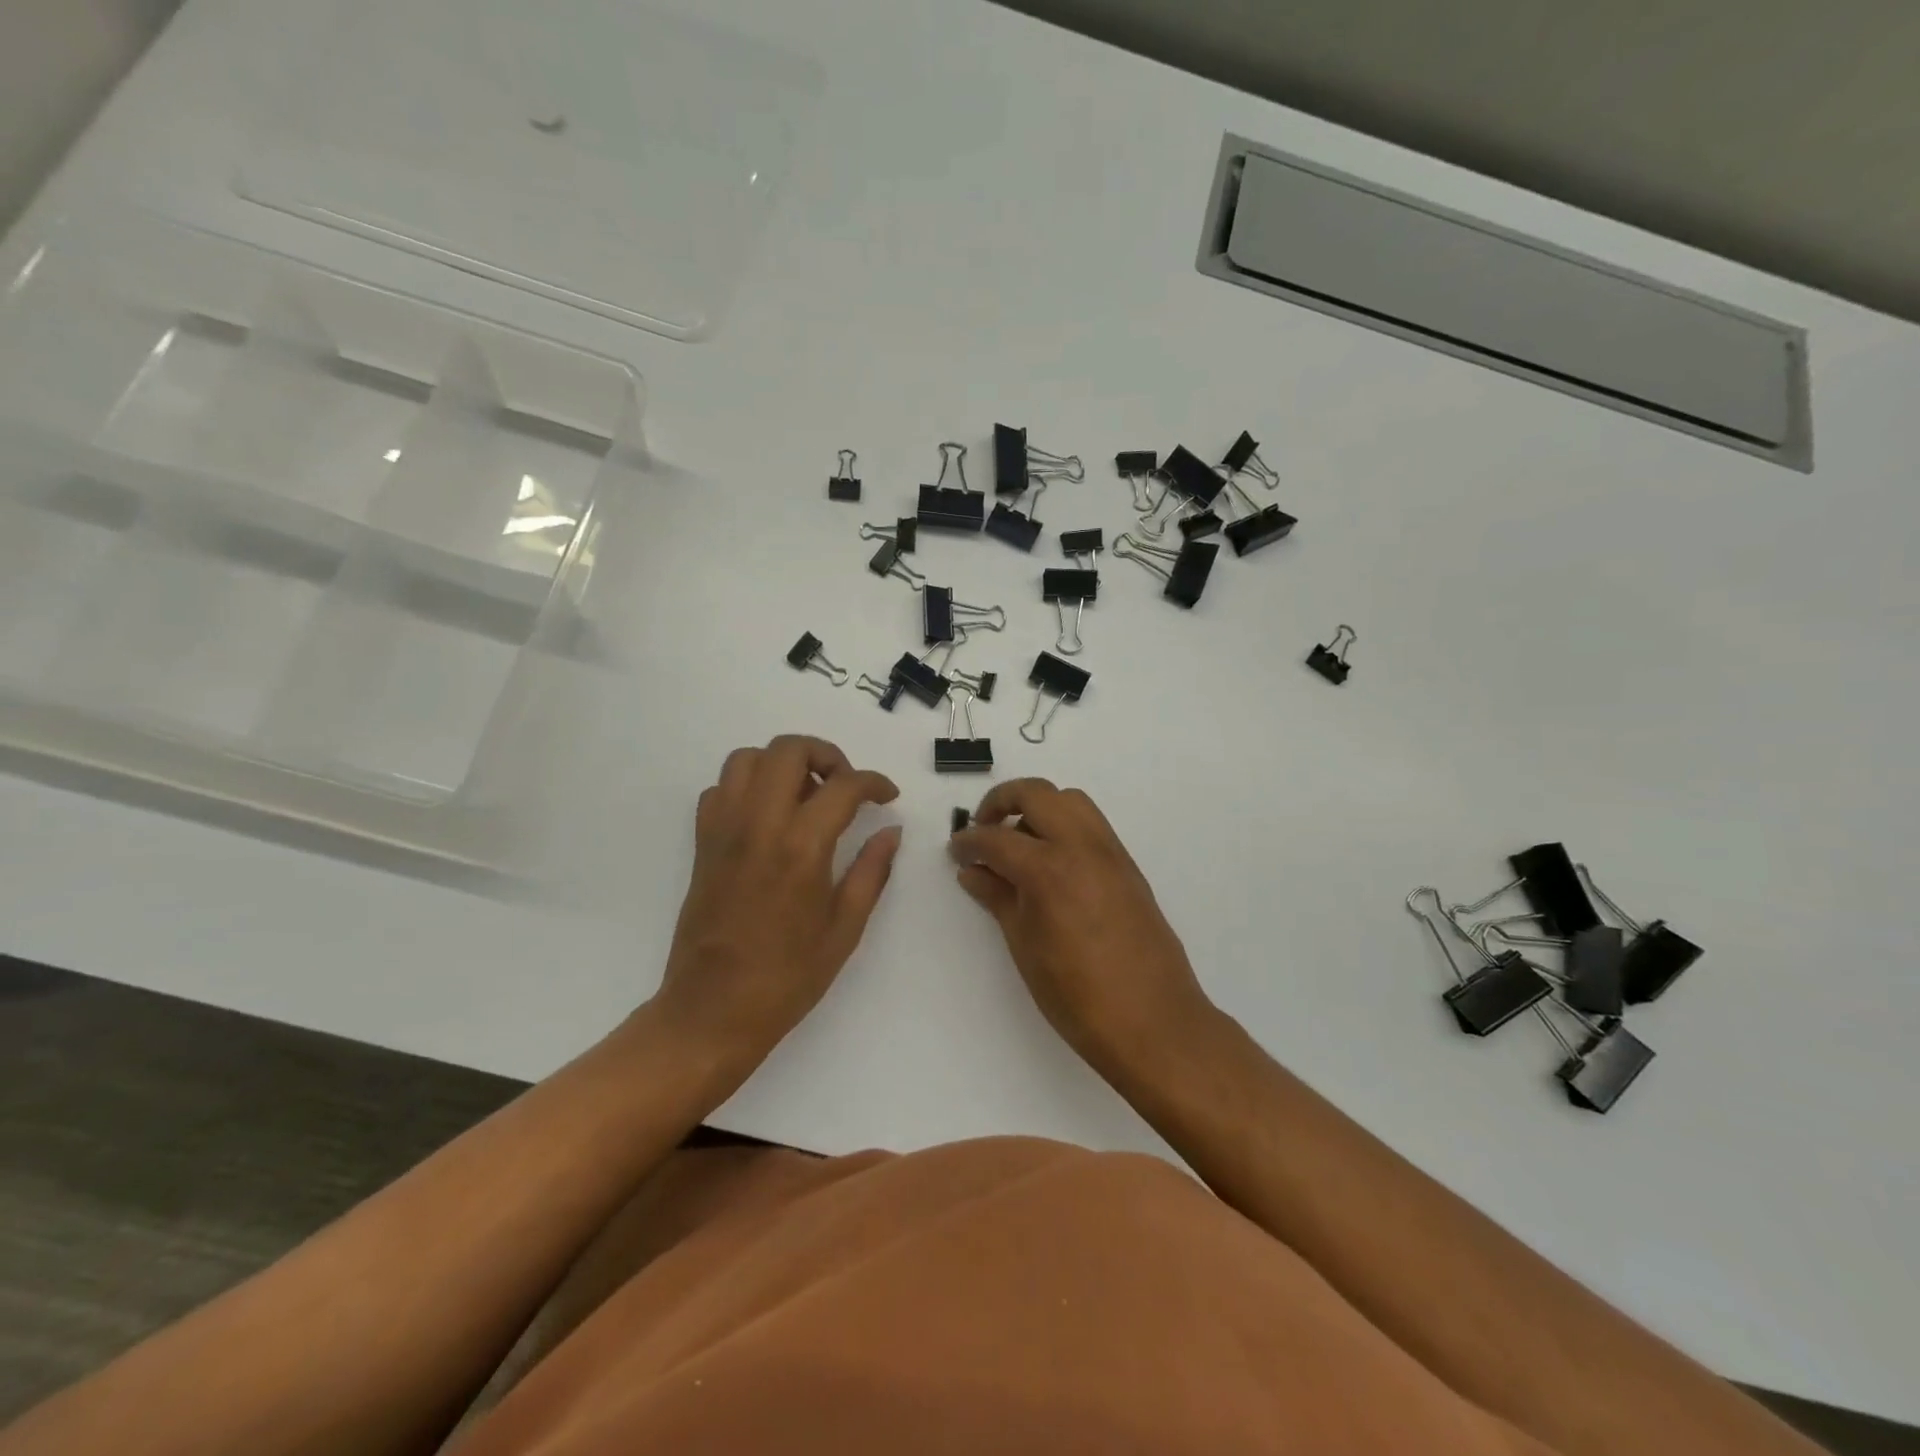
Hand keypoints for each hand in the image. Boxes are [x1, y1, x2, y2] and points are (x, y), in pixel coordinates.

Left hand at [653, 735, 901, 1070]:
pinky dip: (748, 785)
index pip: (844, 785)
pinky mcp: (702, 843)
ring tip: (805, 793)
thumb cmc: (787, 977)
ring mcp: (724, 830)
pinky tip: (768, 815)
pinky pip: (721, 789)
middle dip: (826, 754)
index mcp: (801, 846)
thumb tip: (891, 832)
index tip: (887, 796)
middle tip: (845, 785)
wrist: (711, 1011)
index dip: (874, 782)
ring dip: (782, 763)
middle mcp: (759, 824)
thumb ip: (871, 871)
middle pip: (789, 750)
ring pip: (747, 758)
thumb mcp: (844, 928)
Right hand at [948, 779, 1214, 1076]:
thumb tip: (973, 871)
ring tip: (1019, 843)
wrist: (1153, 1021)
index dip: (969, 842)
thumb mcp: (1025, 946)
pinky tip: (1051, 863)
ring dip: (1038, 807)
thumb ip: (998, 898)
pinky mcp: (1128, 866)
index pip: (997, 838)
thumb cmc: (1077, 995)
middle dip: (1002, 801)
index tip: (956, 850)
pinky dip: (1065, 825)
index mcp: (1049, 869)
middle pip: (1037, 794)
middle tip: (983, 828)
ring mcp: (1110, 853)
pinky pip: (1091, 825)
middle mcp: (1082, 847)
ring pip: (1070, 801)